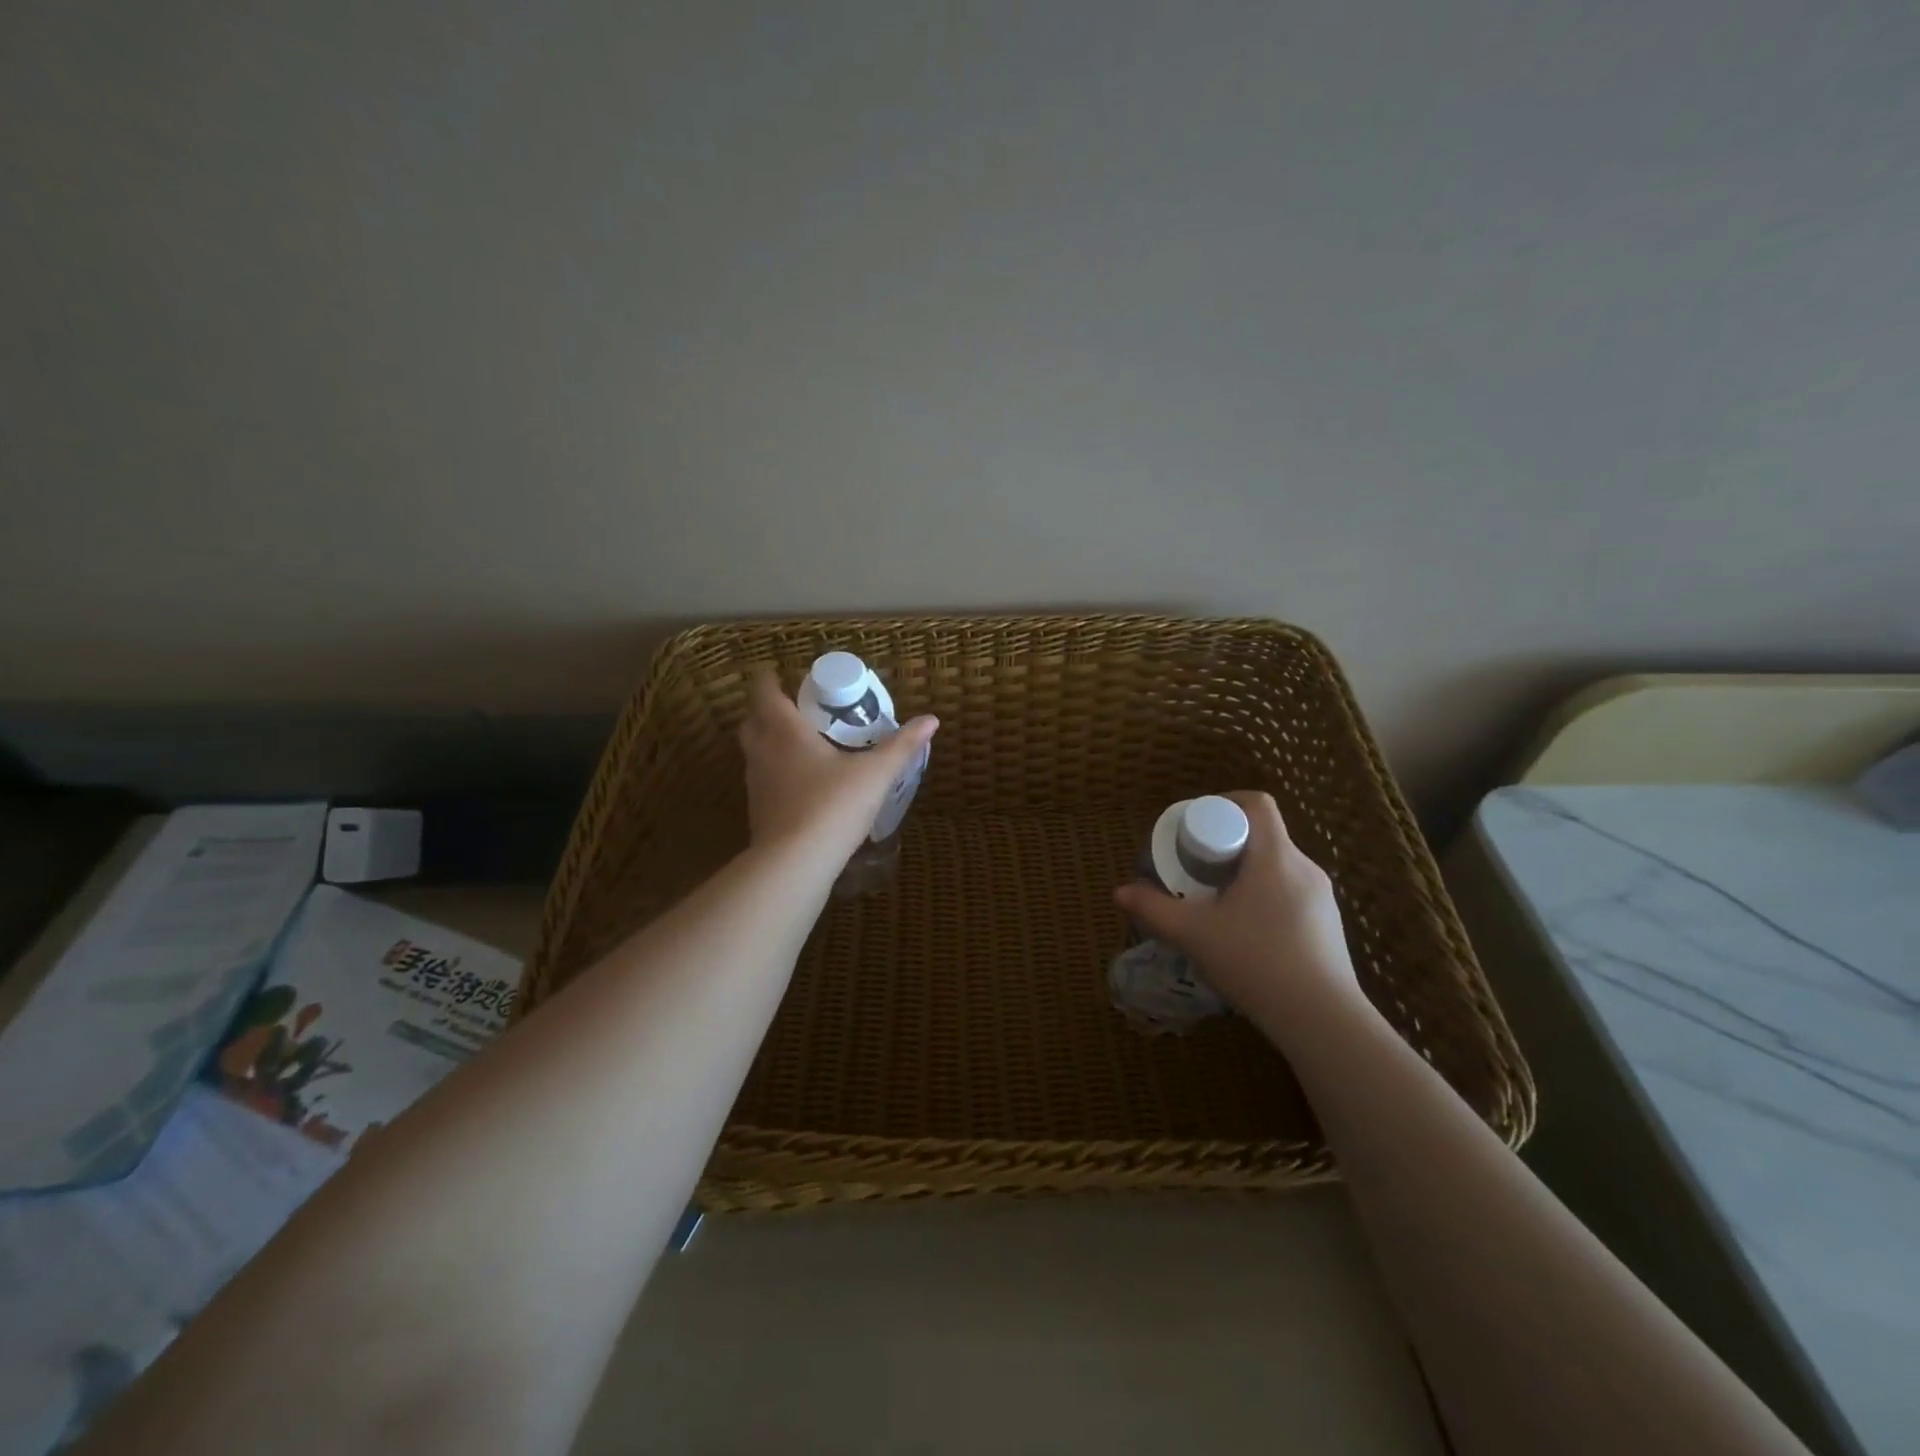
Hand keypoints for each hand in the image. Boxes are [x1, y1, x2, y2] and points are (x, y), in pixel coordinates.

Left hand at [738, 668, 938, 859]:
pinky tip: (804, 784)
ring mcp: (755, 783)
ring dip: (772, 742)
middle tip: (800, 709)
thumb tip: (931, 720)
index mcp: (784, 731)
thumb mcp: (875, 774)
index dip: (769, 679)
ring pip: (755, 751)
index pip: (763, 691)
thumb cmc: (832, 806)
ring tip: (806, 745)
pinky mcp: (758, 810)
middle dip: (769, 710)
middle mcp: (762, 751)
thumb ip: (901, 745)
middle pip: (752, 719)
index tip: (786, 675)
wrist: (794, 864)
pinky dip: (777, 772)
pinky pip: (763, 779)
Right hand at [1114, 791, 1361, 1034]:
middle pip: (1264, 835)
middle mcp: (1305, 868)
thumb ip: (1153, 909)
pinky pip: (1291, 893)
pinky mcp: (1329, 925)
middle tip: (1195, 867)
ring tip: (1216, 900)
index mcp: (1275, 857)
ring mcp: (1322, 898)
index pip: (1257, 803)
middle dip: (1226, 843)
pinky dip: (1264, 896)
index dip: (1224, 802)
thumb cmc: (1255, 962)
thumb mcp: (1193, 934)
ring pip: (1277, 866)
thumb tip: (1120, 892)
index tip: (1196, 825)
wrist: (1322, 1020)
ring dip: (1245, 872)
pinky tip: (1246, 931)